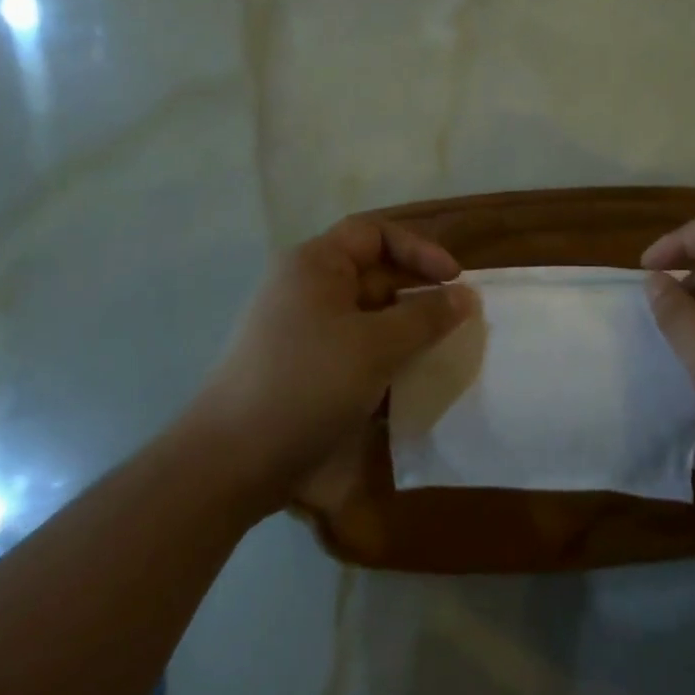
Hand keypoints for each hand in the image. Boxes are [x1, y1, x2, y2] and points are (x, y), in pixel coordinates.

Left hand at [198, 216, 471, 513]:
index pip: (375, 233)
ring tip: (437, 353)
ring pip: (365, 315)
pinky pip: (351, 346)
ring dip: (403, 330)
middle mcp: (304, 287)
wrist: (229, 462)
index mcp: (315, 264)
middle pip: (372, 273)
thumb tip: (465, 295)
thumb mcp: (377, 347)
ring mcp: (299, 328)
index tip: (454, 280)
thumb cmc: (307, 385)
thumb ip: (426, 317)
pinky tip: (406, 383)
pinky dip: (381, 357)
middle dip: (416, 293)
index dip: (420, 249)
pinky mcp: (300, 366)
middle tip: (455, 320)